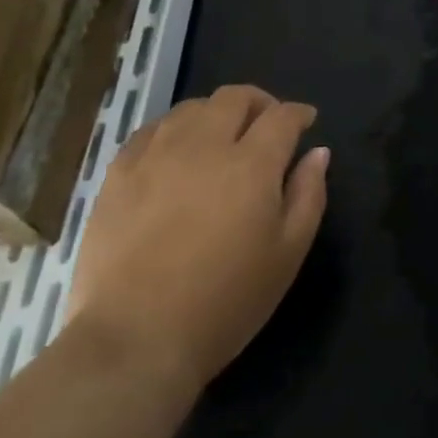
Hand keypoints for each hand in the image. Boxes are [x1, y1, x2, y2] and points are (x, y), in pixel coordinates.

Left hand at [65, 86, 328, 393]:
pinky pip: (151, 130)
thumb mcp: (287, 256)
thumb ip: (308, 196)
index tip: (306, 121)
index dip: (298, 113)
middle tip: (266, 123)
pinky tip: (174, 153)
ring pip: (192, 108)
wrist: (135, 339)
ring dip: (215, 114)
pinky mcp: (119, 172)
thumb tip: (317, 152)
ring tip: (220, 137)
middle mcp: (205, 144)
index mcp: (251, 163)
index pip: (282, 116)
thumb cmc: (224, 303)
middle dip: (259, 102)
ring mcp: (157, 154)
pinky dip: (173, 130)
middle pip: (235, 98)